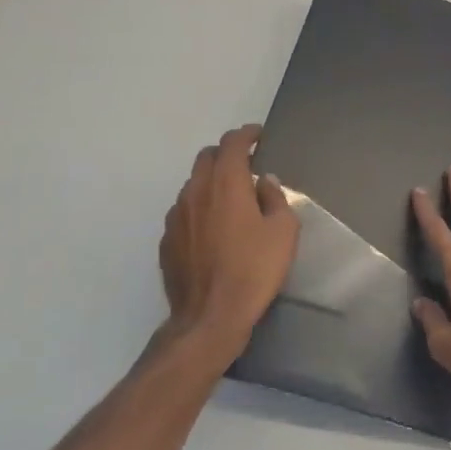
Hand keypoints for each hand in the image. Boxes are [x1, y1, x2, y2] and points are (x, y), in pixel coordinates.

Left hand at [158, 125, 297, 355]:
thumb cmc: (254, 269)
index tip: (258, 135)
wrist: (210, 315)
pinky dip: (200, 208)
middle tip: (246, 165)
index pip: (232, 144)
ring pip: (193, 184)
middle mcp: (195, 192)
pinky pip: (184, 211)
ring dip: (212, 182)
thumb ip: (275, 198)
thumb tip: (265, 181)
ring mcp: (176, 216)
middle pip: (206, 157)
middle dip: (226, 154)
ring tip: (232, 200)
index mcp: (225, 184)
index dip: (246, 134)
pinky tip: (214, 229)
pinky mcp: (167, 240)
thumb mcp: (283, 232)